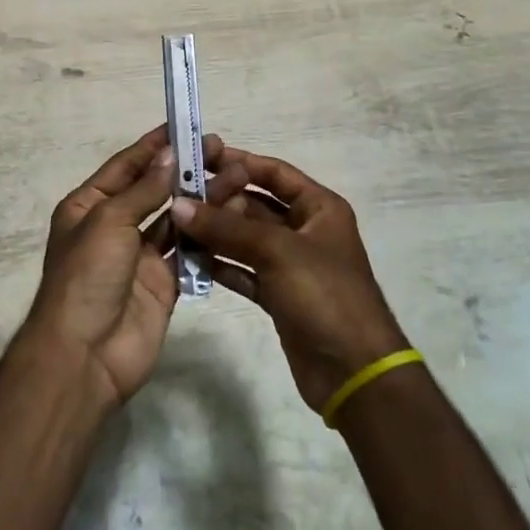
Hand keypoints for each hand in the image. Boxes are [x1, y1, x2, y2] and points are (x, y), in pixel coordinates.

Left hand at [21, 125, 239, 409]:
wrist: (84, 356)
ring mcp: (140, 256)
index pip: (126, 166)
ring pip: (176, 218)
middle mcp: (115, 225)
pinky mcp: (164, 283)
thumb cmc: (87, 276)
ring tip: (236, 175)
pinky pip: (188, 251)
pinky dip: (208, 233)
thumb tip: (169, 155)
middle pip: (154, 189)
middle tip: (221, 149)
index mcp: (89, 205)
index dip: (154, 146)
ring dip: (202, 197)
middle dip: (185, 169)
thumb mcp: (109, 221)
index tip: (184, 126)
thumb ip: (144, 189)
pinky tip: (233, 213)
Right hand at [170, 150, 408, 413]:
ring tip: (175, 225)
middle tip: (179, 197)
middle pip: (256, 205)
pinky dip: (221, 265)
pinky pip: (244, 270)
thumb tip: (178, 205)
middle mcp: (305, 230)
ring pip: (246, 239)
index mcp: (319, 207)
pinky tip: (190, 259)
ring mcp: (292, 264)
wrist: (354, 373)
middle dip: (220, 201)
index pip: (273, 172)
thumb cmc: (324, 295)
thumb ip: (226, 227)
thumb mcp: (277, 251)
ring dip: (215, 233)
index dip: (239, 162)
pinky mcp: (279, 296)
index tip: (199, 156)